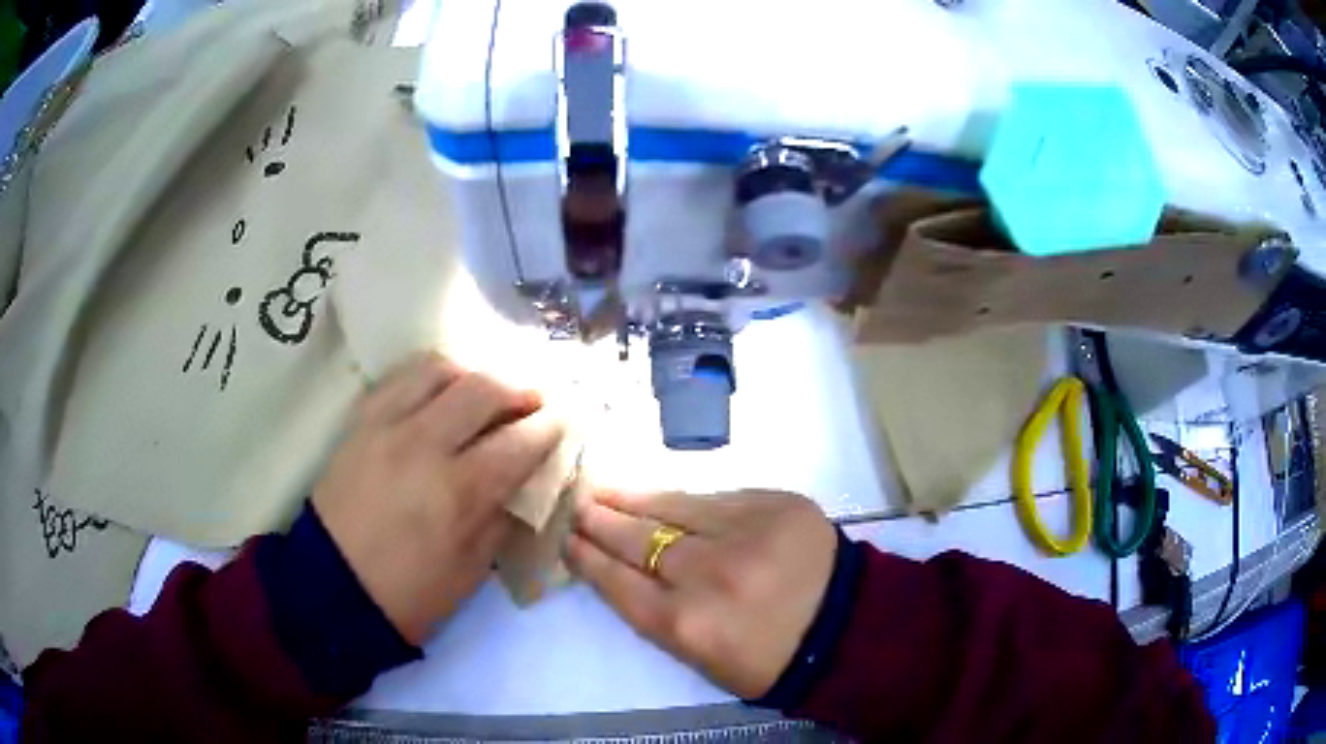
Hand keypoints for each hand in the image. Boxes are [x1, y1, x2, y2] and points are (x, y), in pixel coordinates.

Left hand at [312, 353, 563, 644]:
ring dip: (472, 375)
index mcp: (457, 492)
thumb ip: (503, 515)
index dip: (549, 427)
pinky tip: (439, 394)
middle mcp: (422, 444)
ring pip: (438, 369)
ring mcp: (385, 426)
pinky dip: (429, 377)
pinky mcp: (360, 422)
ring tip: (484, 394)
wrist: (332, 587)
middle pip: (482, 389)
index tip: (563, 421)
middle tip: (532, 403)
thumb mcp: (472, 569)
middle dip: (518, 391)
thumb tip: (528, 478)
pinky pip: (399, 378)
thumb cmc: (410, 593)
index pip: (518, 441)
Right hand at [566, 489, 836, 697]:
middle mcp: (708, 575)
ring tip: (606, 489)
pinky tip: (664, 496)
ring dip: (633, 499)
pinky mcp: (776, 504)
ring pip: (672, 507)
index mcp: (687, 626)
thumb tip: (619, 569)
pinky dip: (686, 500)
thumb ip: (657, 614)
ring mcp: (745, 532)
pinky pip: (717, 497)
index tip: (567, 540)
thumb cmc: (769, 659)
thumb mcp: (701, 658)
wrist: (848, 629)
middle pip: (637, 540)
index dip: (588, 558)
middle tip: (576, 504)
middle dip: (600, 521)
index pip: (618, 582)